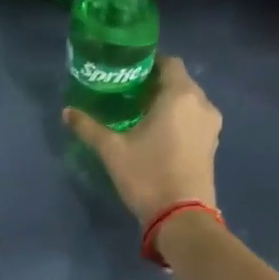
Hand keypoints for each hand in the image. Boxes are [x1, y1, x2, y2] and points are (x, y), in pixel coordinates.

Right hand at [63, 55, 220, 225]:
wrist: (182, 217)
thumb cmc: (147, 175)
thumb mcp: (112, 150)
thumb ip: (89, 127)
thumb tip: (66, 112)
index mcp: (180, 96)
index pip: (169, 62)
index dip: (149, 62)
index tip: (128, 70)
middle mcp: (201, 104)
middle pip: (180, 81)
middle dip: (157, 83)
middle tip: (129, 92)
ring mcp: (211, 125)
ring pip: (189, 101)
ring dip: (169, 102)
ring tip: (141, 113)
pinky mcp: (212, 144)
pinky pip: (195, 119)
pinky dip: (179, 118)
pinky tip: (159, 132)